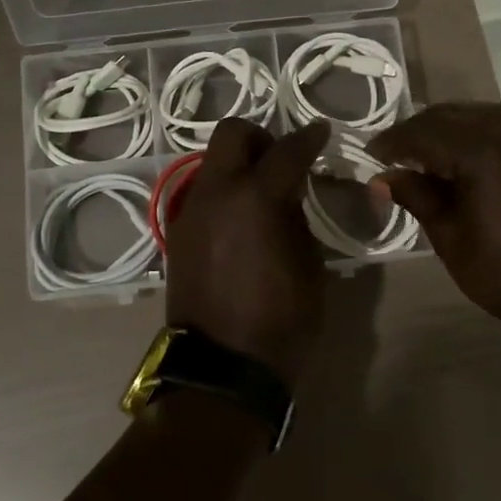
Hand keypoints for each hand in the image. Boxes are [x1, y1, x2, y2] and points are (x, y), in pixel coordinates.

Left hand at [164, 119, 329, 384]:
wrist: (222, 368)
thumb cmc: (281, 322)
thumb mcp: (309, 267)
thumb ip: (298, 218)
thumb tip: (288, 196)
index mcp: (256, 198)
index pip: (287, 150)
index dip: (310, 137)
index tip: (321, 133)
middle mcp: (216, 193)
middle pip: (232, 134)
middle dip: (261, 137)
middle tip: (282, 161)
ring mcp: (191, 212)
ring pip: (212, 163)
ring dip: (238, 166)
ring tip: (262, 196)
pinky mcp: (178, 234)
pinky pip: (203, 195)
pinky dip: (224, 194)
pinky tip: (241, 223)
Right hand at [369, 103, 500, 341]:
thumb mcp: (449, 239)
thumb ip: (417, 197)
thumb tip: (384, 177)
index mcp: (481, 154)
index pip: (424, 133)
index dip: (393, 141)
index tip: (371, 154)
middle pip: (452, 115)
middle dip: (418, 129)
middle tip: (394, 152)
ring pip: (481, 114)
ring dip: (449, 126)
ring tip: (427, 152)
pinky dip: (478, 132)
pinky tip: (466, 157)